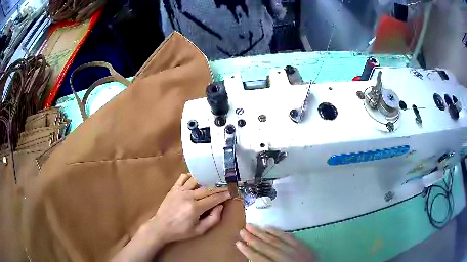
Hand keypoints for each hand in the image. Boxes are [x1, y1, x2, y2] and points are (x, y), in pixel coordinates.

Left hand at [112, 173, 230, 261]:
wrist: (161, 227)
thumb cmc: (181, 231)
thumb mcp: (199, 231)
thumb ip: (212, 219)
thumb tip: (220, 206)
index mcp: (195, 208)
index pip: (214, 198)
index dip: (224, 195)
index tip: (232, 192)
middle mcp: (188, 196)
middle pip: (208, 188)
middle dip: (219, 187)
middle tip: (227, 185)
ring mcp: (180, 191)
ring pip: (197, 180)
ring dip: (207, 179)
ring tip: (215, 180)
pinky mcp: (173, 189)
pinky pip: (183, 178)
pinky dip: (191, 176)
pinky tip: (196, 178)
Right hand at [236, 224, 314, 261]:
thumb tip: (253, 256)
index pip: (259, 258)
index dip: (247, 250)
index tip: (238, 243)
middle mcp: (285, 257)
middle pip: (265, 246)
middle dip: (252, 238)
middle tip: (241, 230)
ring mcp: (294, 250)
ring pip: (275, 239)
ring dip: (261, 233)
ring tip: (250, 226)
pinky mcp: (301, 245)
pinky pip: (288, 236)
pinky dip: (277, 232)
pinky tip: (268, 227)